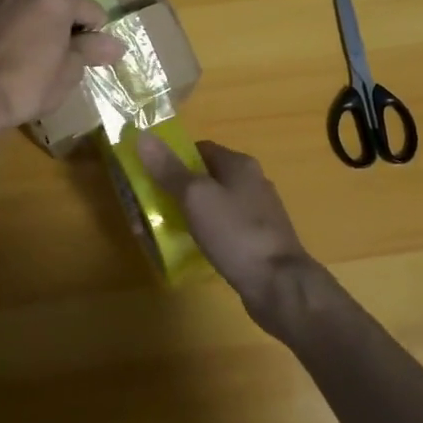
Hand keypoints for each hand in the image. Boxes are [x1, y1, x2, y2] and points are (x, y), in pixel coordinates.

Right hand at [137, 136, 322, 332]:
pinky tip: (194, 249)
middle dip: (178, 190)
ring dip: (191, 214)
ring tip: (167, 231)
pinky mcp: (260, 241)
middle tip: (152, 208)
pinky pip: (225, 229)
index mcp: (239, 164)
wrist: (279, 286)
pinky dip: (207, 234)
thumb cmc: (235, 233)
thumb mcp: (195, 197)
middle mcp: (252, 182)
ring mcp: (259, 213)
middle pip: (206, 177)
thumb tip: (143, 136)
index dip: (173, 159)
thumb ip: (169, 169)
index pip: (200, 149)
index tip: (149, 176)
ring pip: (215, 205)